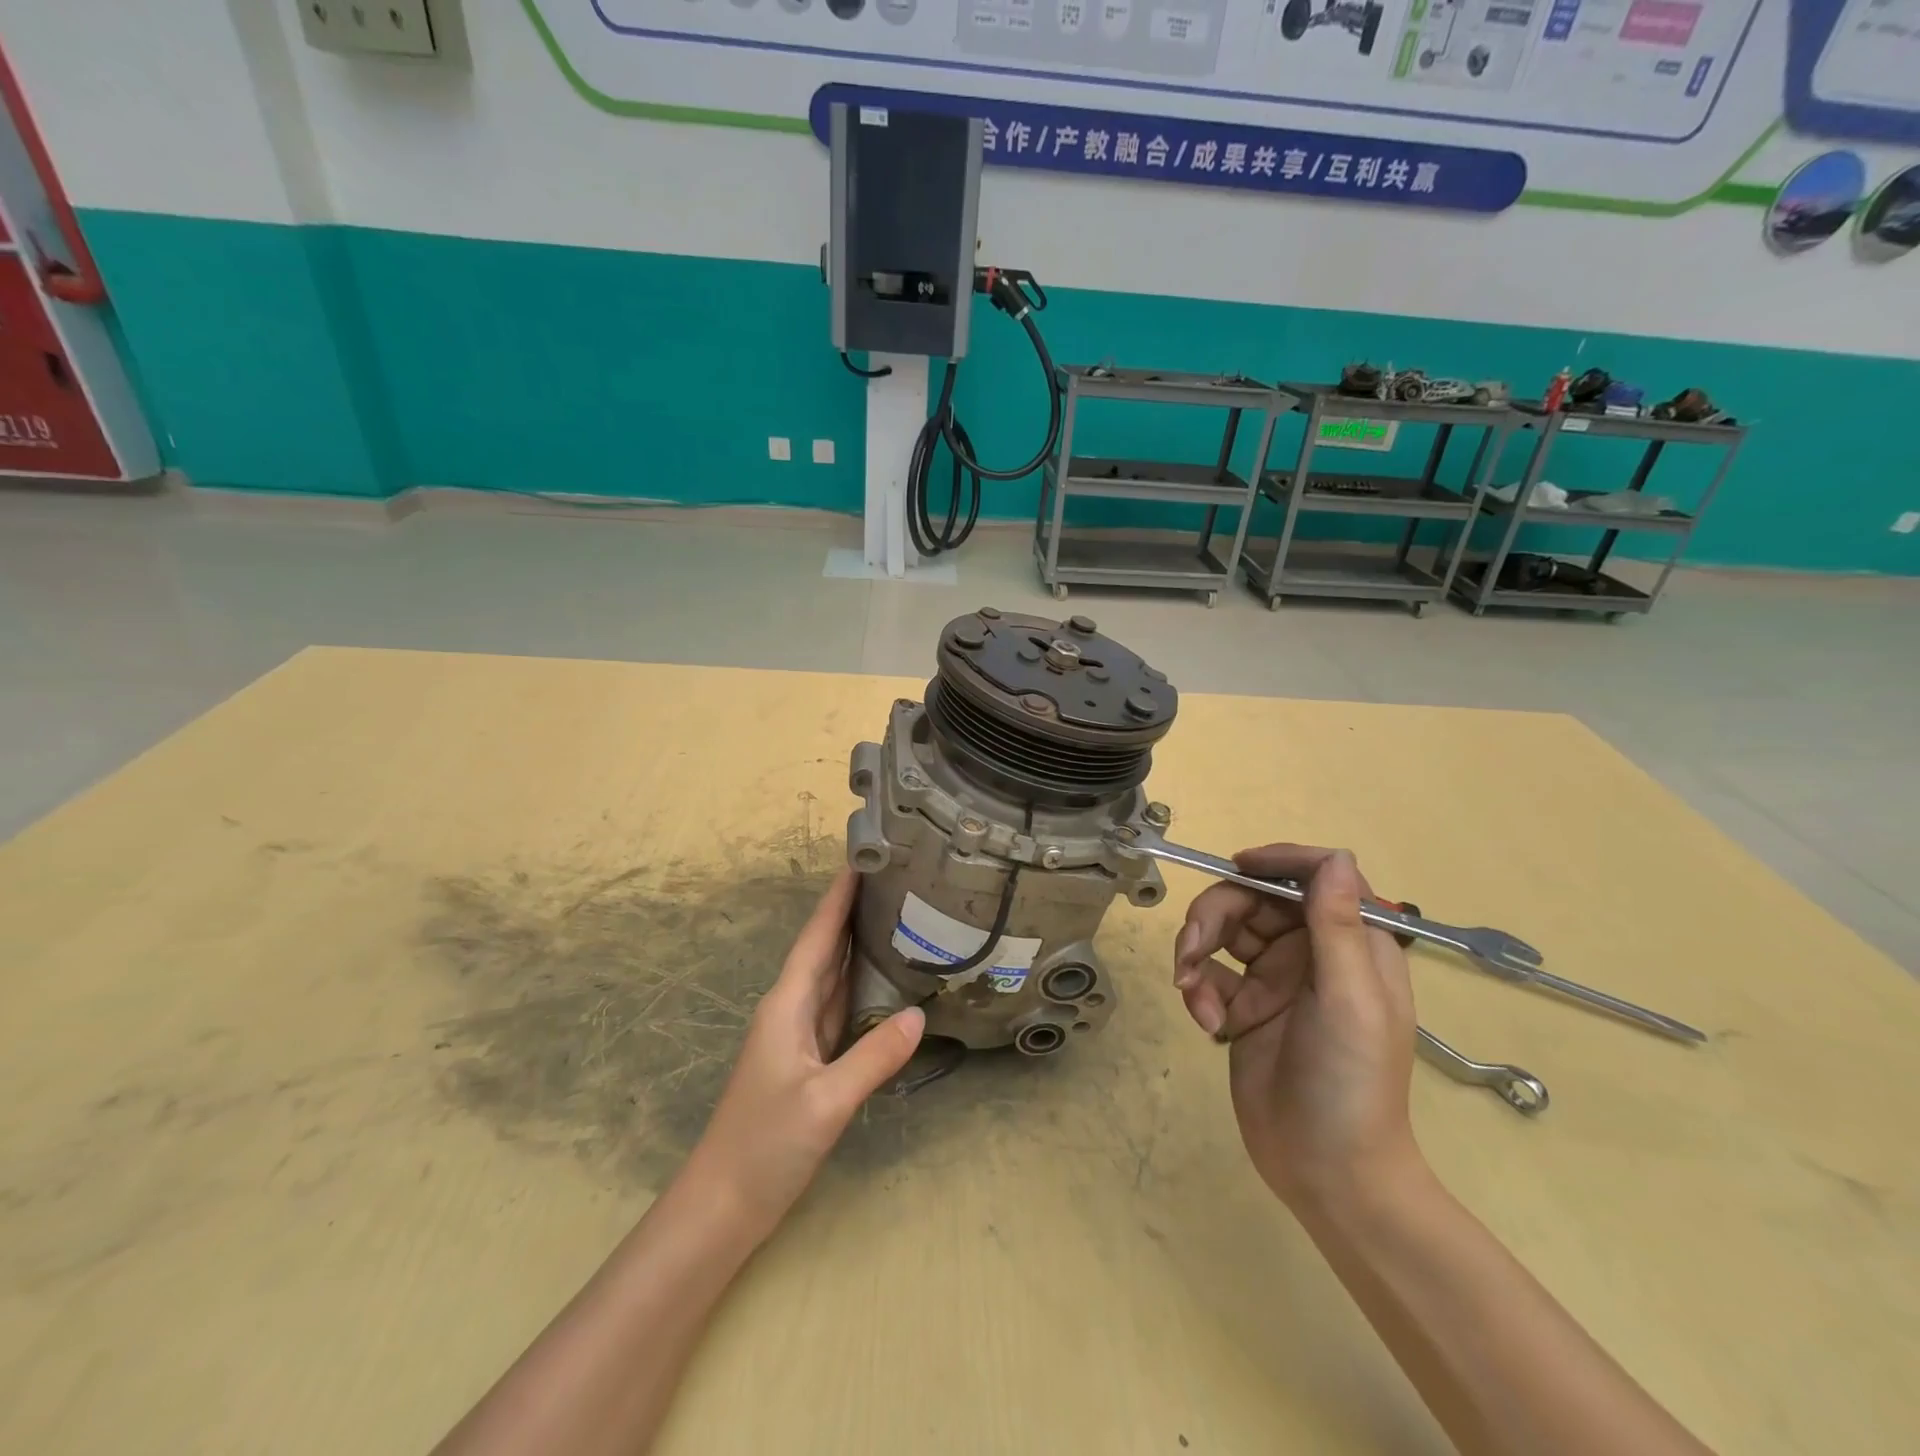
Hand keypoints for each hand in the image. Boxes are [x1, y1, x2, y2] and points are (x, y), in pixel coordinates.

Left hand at [687, 868, 924, 1241]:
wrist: (723, 1205)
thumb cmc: (765, 1145)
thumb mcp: (824, 1101)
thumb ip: (872, 1057)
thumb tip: (920, 1015)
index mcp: (787, 1005)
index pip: (817, 937)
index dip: (837, 897)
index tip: (861, 859)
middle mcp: (791, 1010)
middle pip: (825, 948)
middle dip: (852, 911)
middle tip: (893, 879)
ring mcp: (798, 1036)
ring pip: (832, 976)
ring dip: (856, 944)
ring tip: (894, 915)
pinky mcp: (808, 1060)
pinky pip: (838, 1007)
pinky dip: (859, 986)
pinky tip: (884, 980)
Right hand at [1173, 846, 1420, 1208]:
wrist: (1328, 1174)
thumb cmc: (1352, 1083)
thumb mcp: (1349, 1000)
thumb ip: (1338, 926)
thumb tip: (1338, 856)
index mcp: (1352, 944)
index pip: (1318, 877)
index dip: (1278, 861)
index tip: (1236, 867)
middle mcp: (1312, 953)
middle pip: (1254, 900)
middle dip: (1216, 916)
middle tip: (1192, 950)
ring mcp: (1275, 980)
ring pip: (1223, 932)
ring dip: (1197, 952)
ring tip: (1191, 992)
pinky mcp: (1243, 1007)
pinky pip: (1208, 974)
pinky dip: (1197, 989)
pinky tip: (1205, 1022)